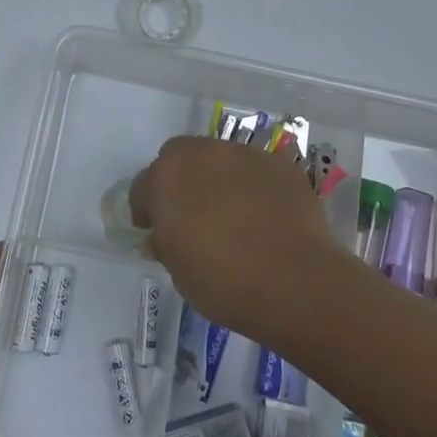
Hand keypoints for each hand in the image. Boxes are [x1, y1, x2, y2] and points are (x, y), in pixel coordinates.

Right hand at [128, 136, 347, 342]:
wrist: (294, 282)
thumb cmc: (223, 282)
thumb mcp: (179, 272)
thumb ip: (165, 245)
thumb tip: (161, 237)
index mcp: (166, 178)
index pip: (143, 186)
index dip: (146, 209)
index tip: (155, 231)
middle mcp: (201, 154)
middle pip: (179, 157)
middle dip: (180, 180)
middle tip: (191, 214)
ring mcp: (243, 154)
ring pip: (219, 158)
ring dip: (217, 178)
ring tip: (233, 214)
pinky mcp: (279, 164)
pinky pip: (256, 170)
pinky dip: (254, 186)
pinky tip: (265, 215)